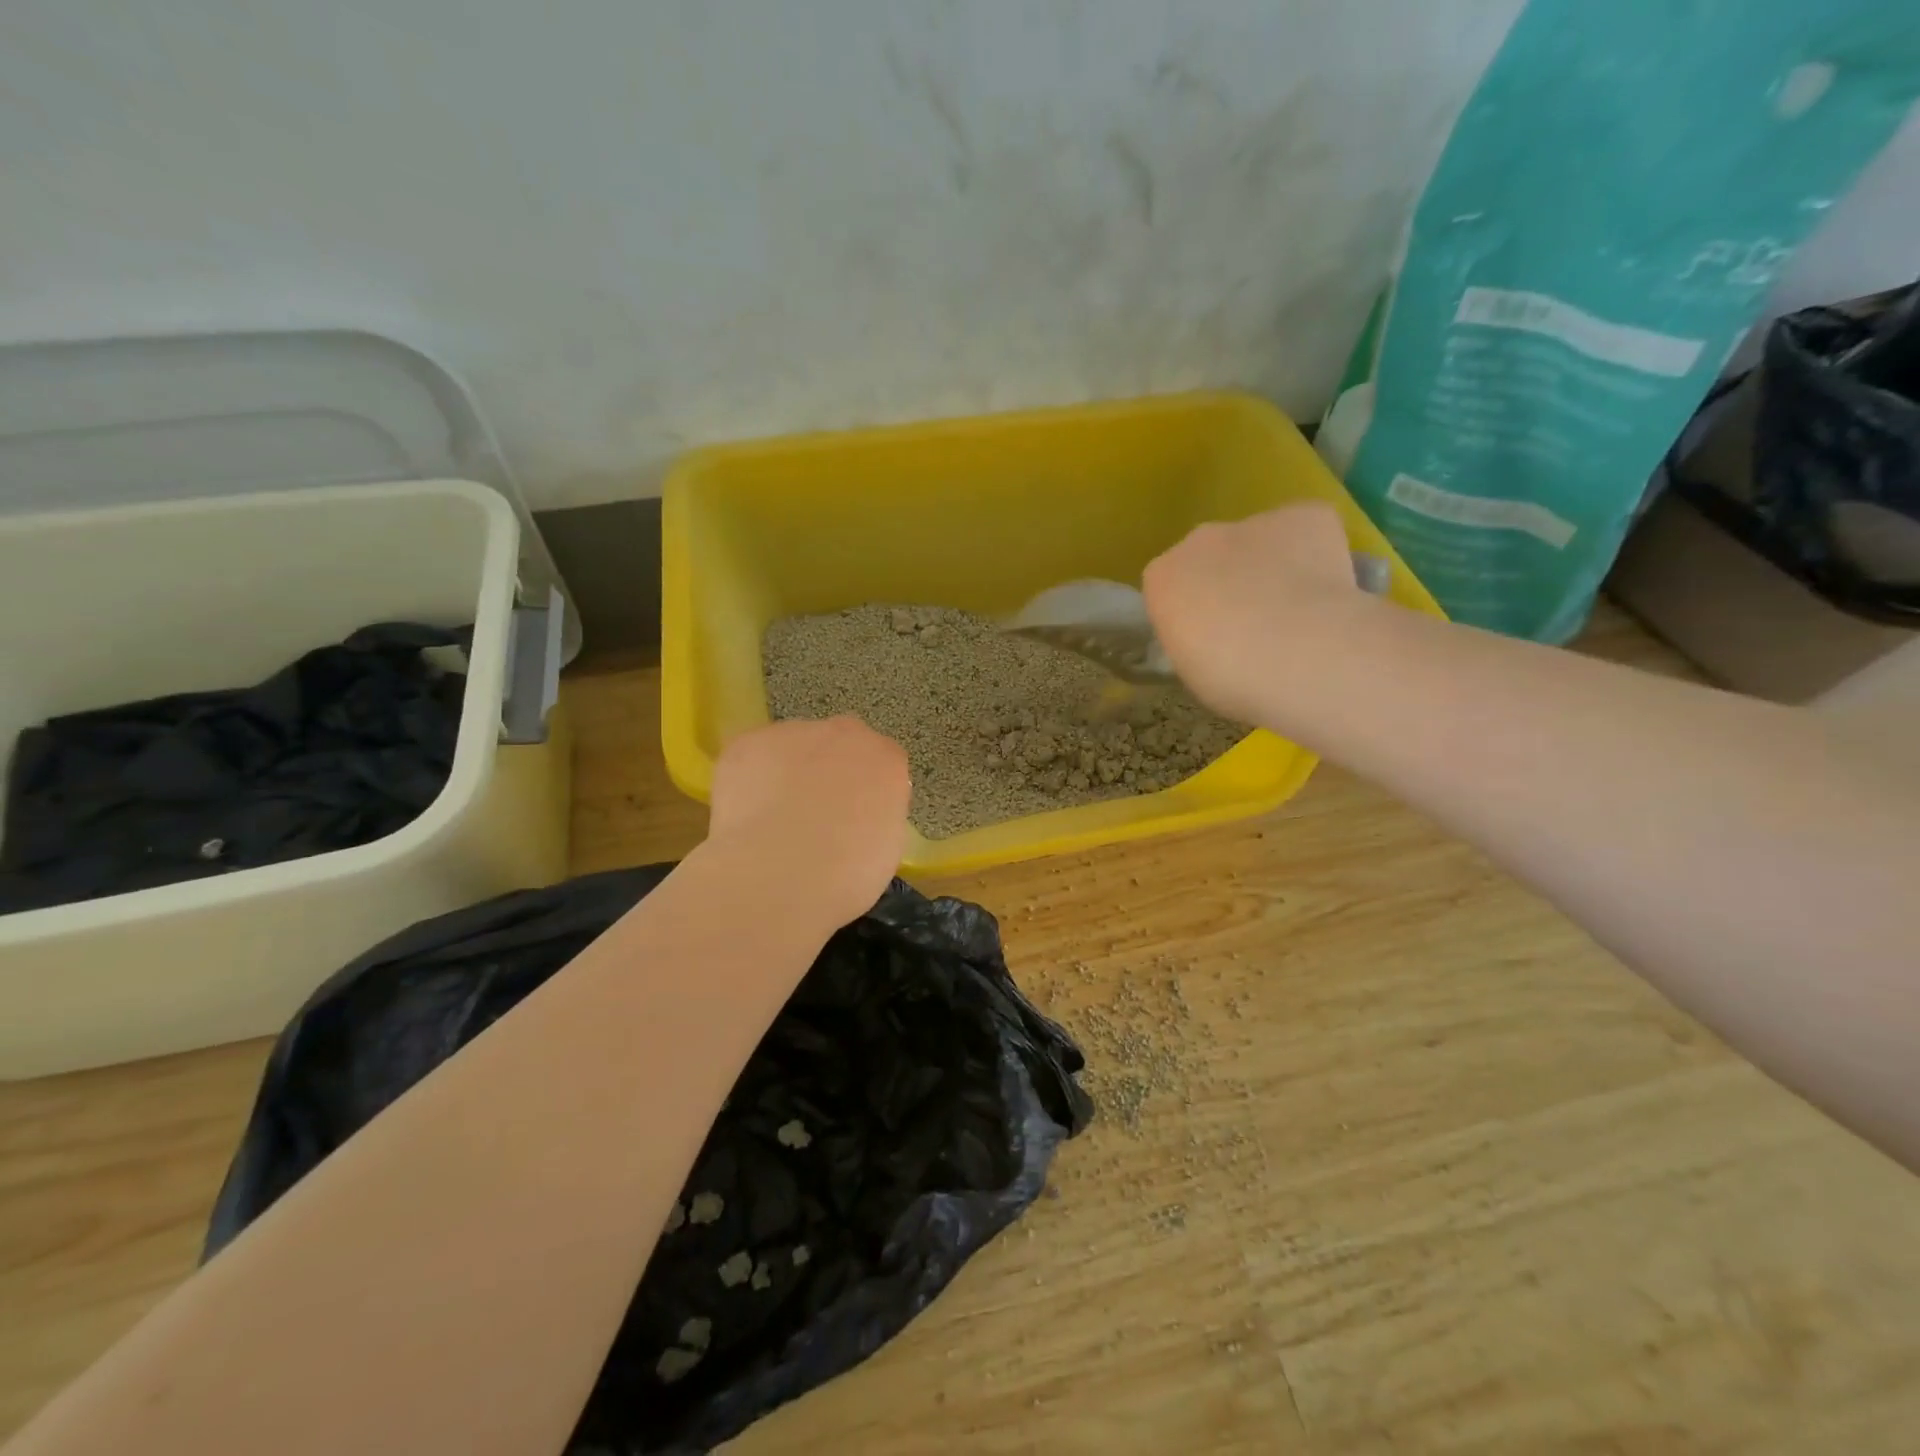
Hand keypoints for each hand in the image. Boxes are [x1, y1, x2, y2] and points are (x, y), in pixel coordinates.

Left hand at [707, 717, 911, 928]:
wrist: (779, 874)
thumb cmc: (847, 874)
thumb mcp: (885, 848)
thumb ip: (876, 815)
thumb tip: (856, 815)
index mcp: (886, 759)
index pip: (881, 763)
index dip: (864, 791)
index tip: (853, 819)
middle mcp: (844, 734)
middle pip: (838, 744)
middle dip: (828, 770)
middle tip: (814, 816)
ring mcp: (793, 733)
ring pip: (792, 747)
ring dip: (787, 772)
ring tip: (772, 820)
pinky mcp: (747, 743)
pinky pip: (752, 757)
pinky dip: (748, 780)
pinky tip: (745, 815)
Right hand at [1142, 504, 1369, 725]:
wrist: (1299, 654)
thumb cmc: (1231, 678)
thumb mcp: (1192, 669)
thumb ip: (1195, 638)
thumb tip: (1217, 634)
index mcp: (1161, 579)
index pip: (1170, 587)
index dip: (1195, 612)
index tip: (1213, 639)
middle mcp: (1199, 540)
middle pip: (1211, 556)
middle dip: (1230, 581)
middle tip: (1256, 625)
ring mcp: (1253, 522)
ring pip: (1260, 541)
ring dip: (1272, 566)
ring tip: (1299, 610)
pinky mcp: (1306, 514)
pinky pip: (1308, 529)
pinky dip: (1317, 551)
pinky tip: (1330, 587)